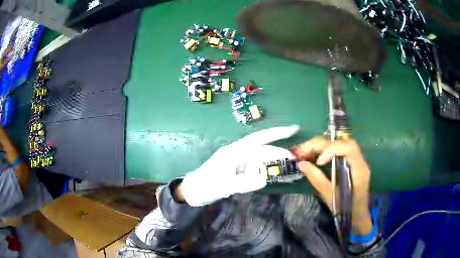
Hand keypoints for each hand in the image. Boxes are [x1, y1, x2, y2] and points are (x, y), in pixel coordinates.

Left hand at [180, 125, 298, 206]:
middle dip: (283, 156)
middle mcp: (241, 154)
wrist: (194, 191)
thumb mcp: (223, 185)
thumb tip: (264, 179)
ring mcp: (242, 163)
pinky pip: (259, 170)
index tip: (294, 128)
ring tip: (293, 174)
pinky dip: (270, 174)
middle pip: (266, 151)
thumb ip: (243, 182)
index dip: (278, 132)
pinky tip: (279, 178)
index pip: (260, 138)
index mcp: (236, 150)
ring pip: (264, 161)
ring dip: (278, 167)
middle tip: (299, 164)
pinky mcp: (242, 172)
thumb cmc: (206, 185)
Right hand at [293, 137, 372, 234]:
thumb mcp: (330, 196)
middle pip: (341, 141)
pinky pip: (338, 150)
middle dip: (320, 144)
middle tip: (301, 151)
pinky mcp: (351, 162)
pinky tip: (314, 155)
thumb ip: (317, 179)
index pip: (348, 148)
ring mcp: (356, 160)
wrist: (358, 215)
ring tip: (304, 151)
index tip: (318, 162)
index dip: (332, 150)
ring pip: (339, 143)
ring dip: (321, 145)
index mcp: (359, 170)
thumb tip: (301, 164)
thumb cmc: (346, 210)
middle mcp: (360, 160)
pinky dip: (325, 149)